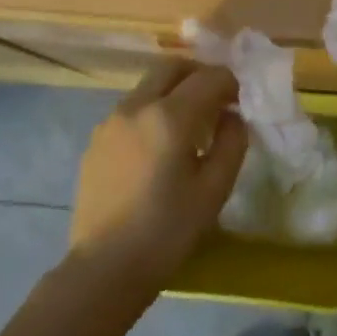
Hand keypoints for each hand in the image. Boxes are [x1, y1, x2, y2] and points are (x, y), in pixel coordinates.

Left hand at [69, 61, 247, 290]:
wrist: (105, 268)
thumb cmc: (168, 230)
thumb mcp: (215, 189)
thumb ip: (232, 142)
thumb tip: (232, 116)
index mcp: (170, 116)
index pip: (209, 77)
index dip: (230, 83)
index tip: (240, 101)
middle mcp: (136, 107)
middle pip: (172, 67)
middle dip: (199, 75)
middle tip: (216, 100)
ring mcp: (110, 122)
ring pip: (148, 86)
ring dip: (174, 91)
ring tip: (188, 126)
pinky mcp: (96, 141)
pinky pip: (130, 110)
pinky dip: (152, 111)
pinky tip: (159, 147)